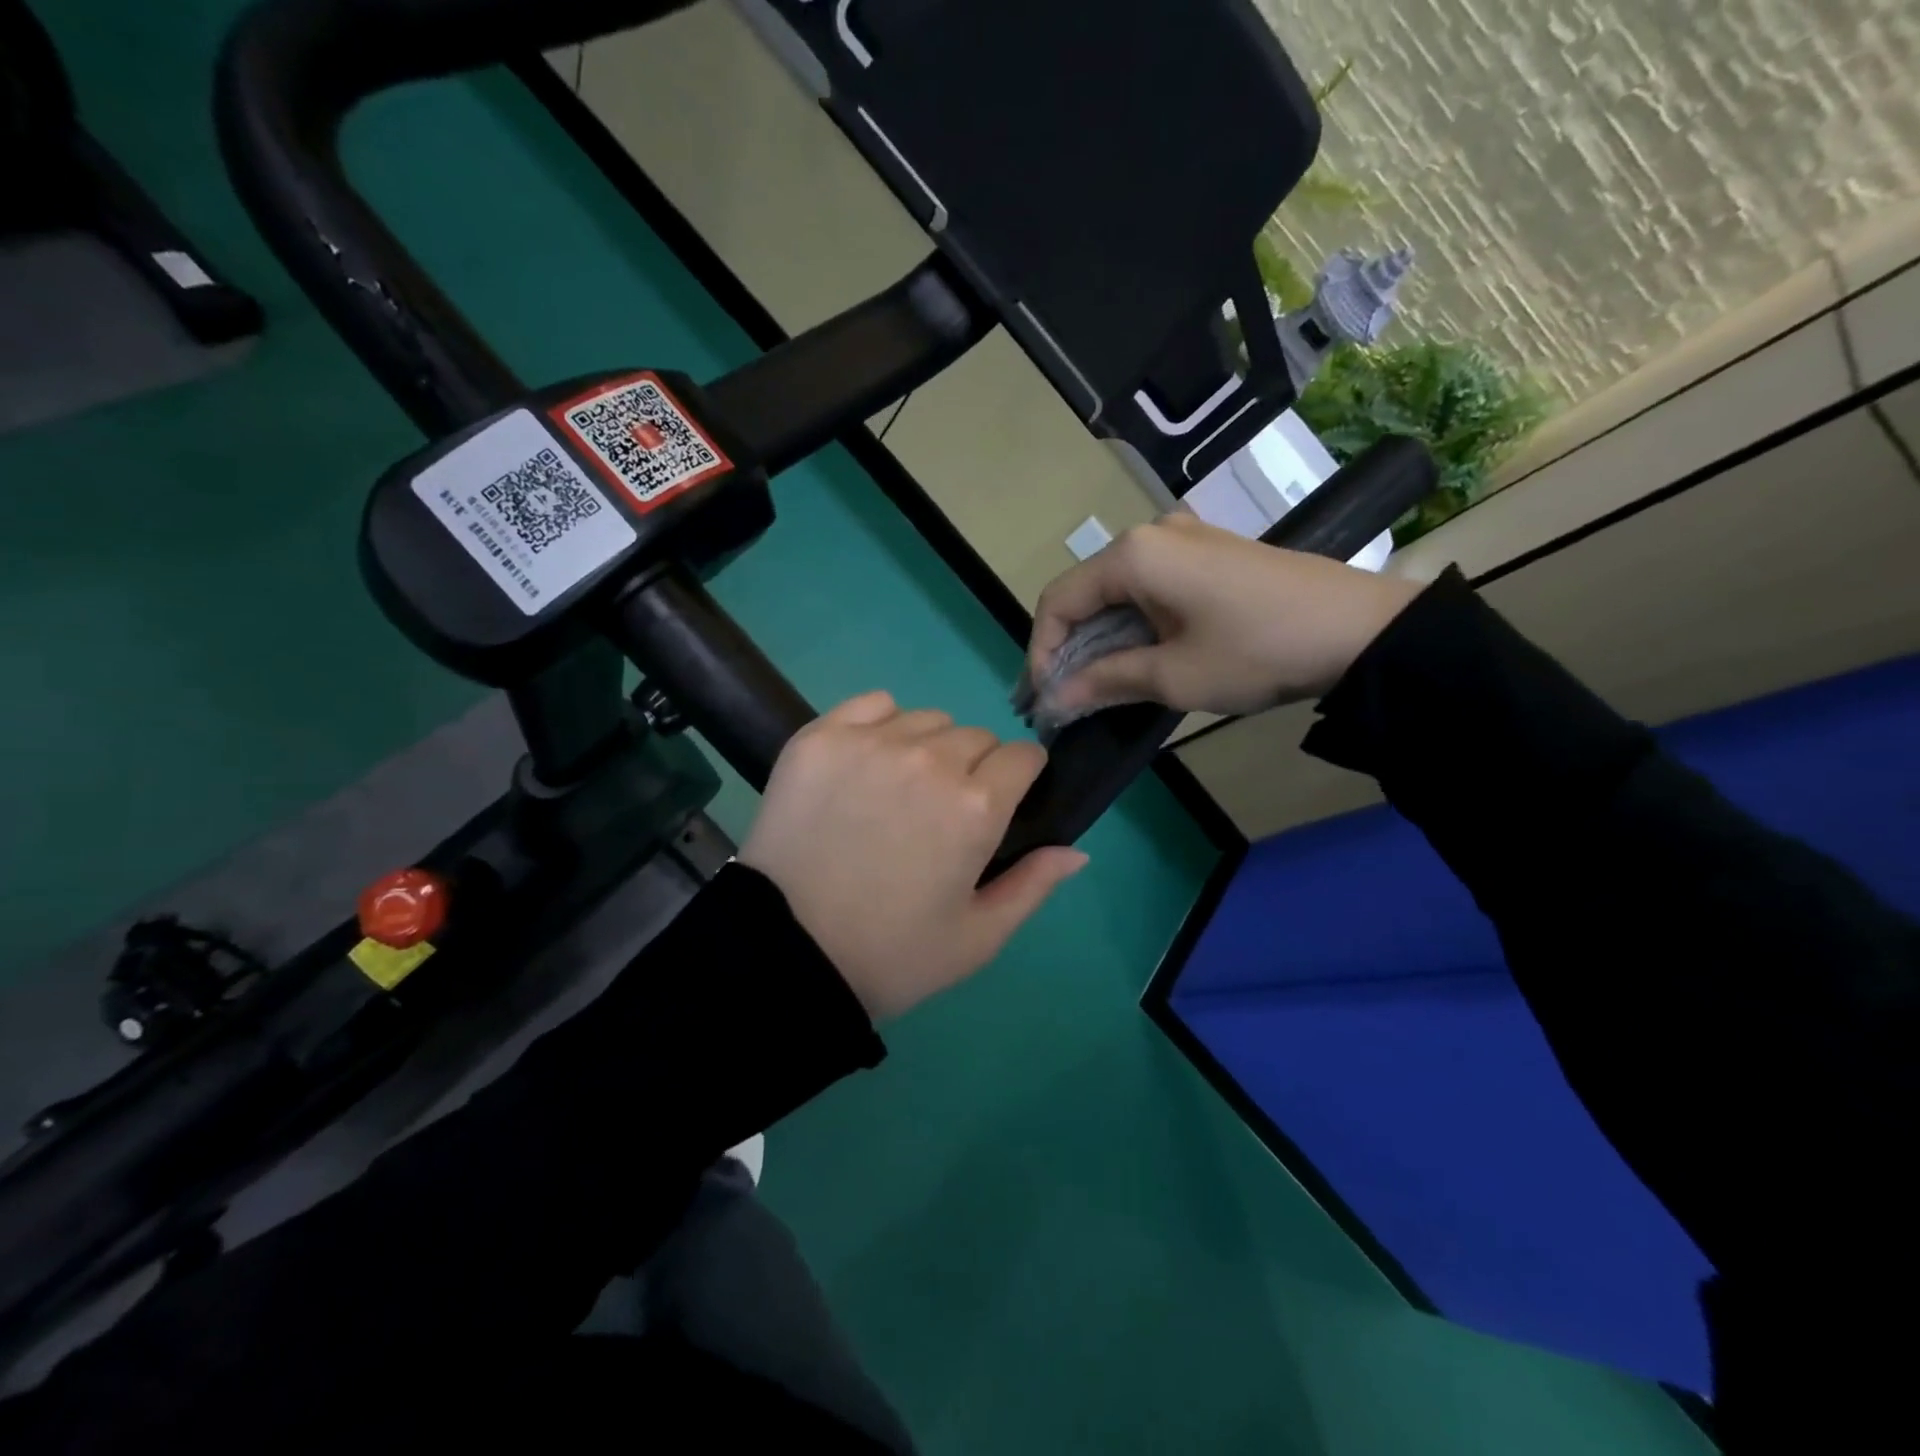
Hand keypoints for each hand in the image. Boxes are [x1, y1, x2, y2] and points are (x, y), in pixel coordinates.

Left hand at [739, 692, 1088, 1020]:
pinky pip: (873, 704)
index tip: (1001, 803)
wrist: (784, 953)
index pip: (1023, 757)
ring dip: (928, 746)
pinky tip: (866, 763)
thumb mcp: (977, 938)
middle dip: (973, 768)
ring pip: (927, 719)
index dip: (1019, 779)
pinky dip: (880, 724)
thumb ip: (1033, 886)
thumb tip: (1077, 851)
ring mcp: (871, 742)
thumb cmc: (890, 954)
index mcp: (976, 806)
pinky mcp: (822, 736)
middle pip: (976, 737)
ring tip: (899, 790)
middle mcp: (930, 759)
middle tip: (941, 813)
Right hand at [1028, 513, 1424, 717]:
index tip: (1041, 699)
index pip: (1059, 601)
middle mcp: (1150, 534)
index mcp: (1133, 555)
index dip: (1040, 652)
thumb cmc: (1256, 652)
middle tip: (1060, 698)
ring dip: (1099, 639)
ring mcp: (1183, 539)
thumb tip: (1054, 700)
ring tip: (1092, 686)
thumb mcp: (1173, 676)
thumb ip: (1103, 681)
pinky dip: (1132, 625)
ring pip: (1116, 592)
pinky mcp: (1208, 554)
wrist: (1361, 631)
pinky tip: (1135, 657)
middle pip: (1085, 593)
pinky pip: (1149, 587)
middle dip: (1067, 648)